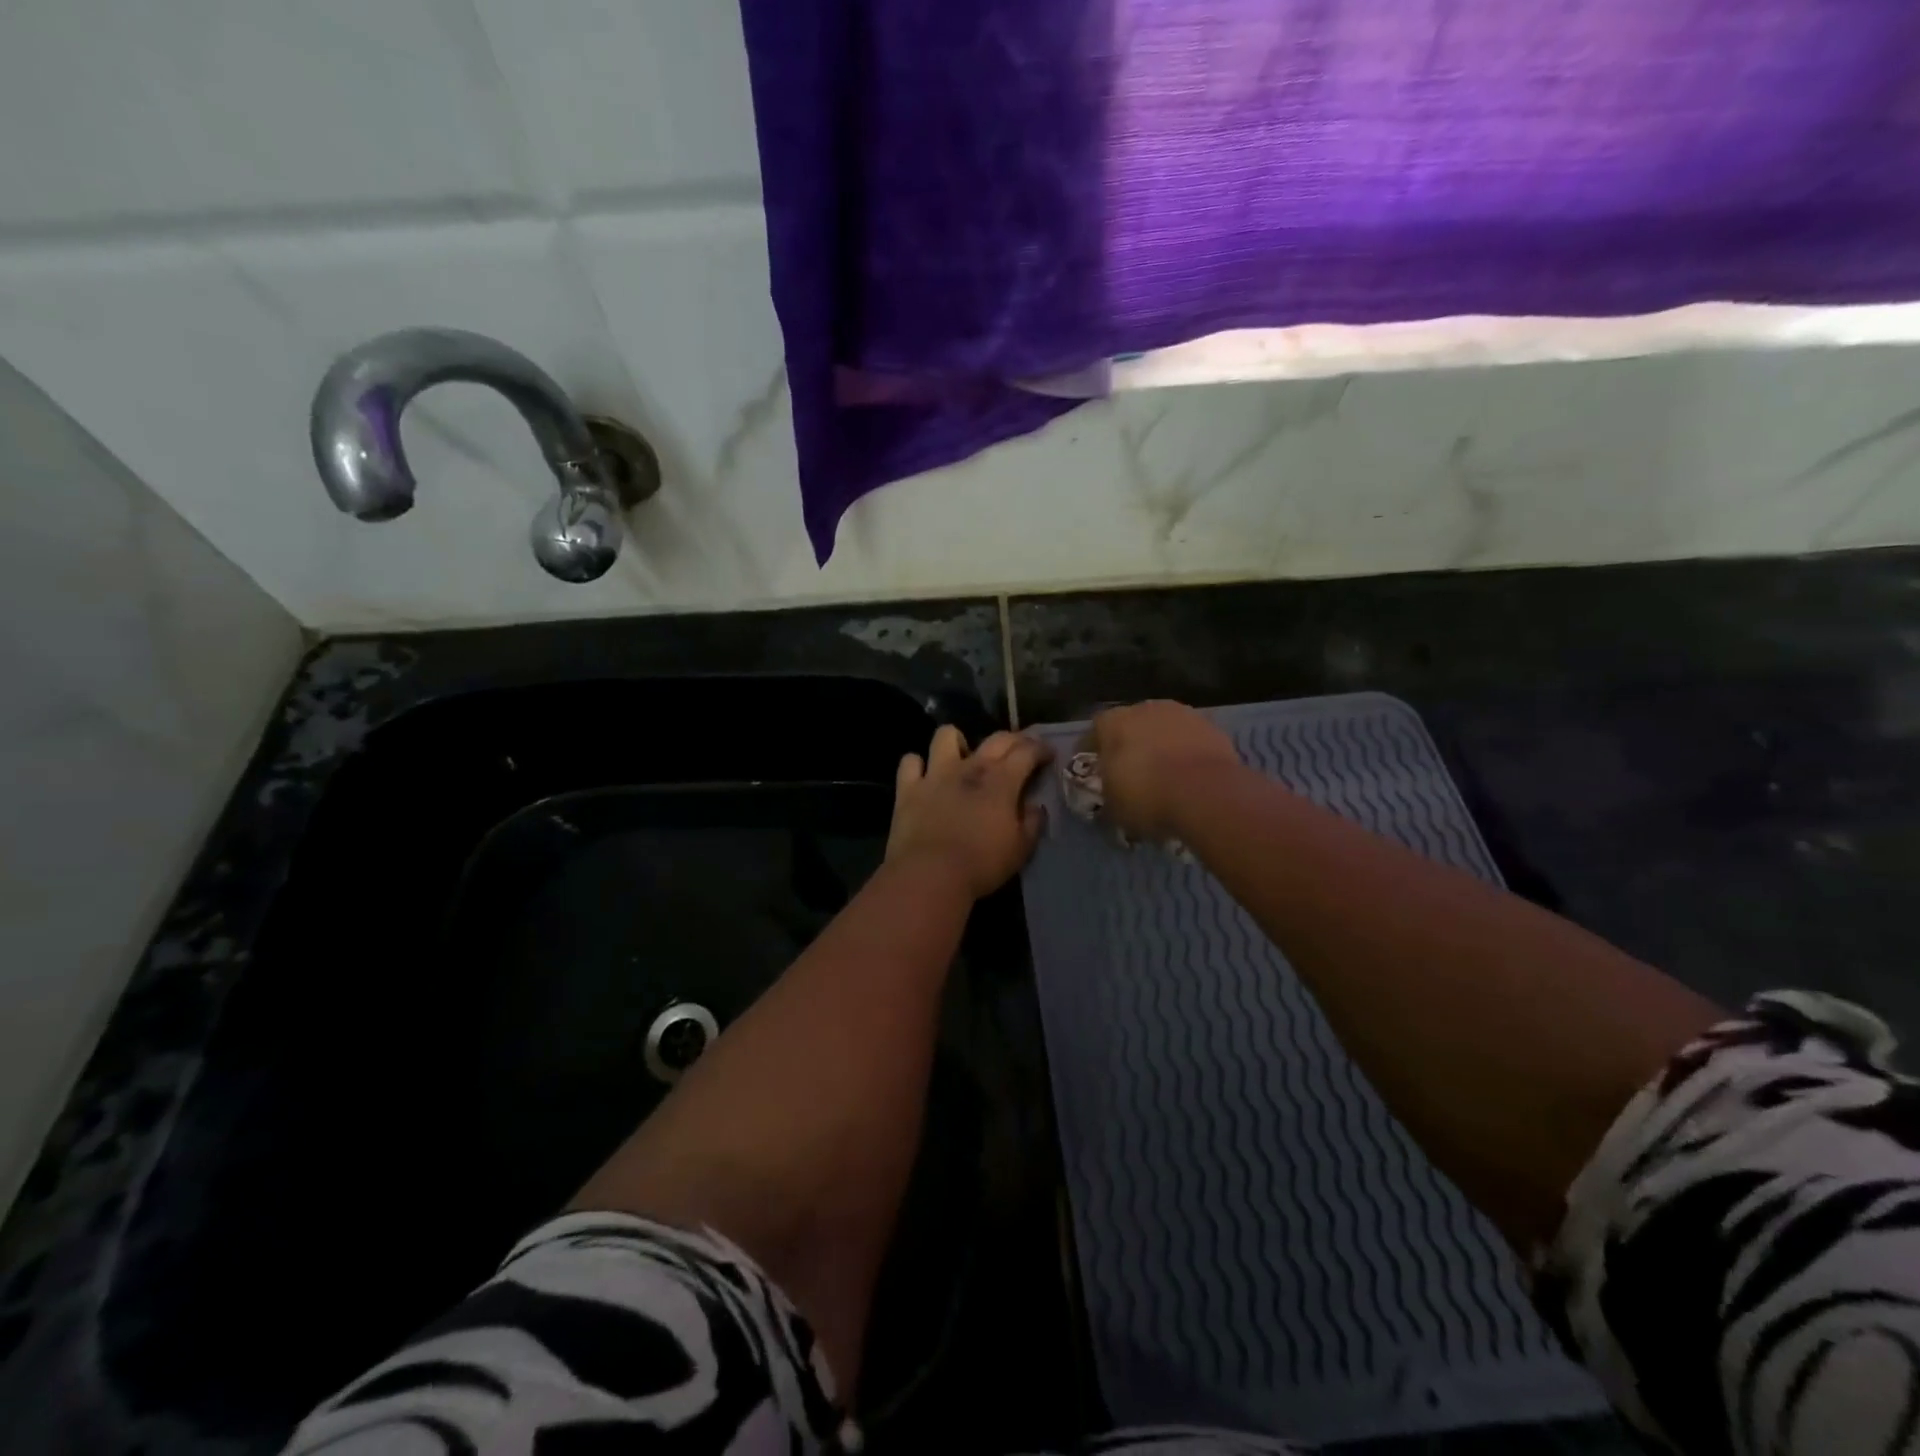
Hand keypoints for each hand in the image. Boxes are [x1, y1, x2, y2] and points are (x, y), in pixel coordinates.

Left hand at [887, 726, 1051, 897]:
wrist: (930, 874)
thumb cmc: (982, 864)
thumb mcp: (1020, 850)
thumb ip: (1032, 823)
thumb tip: (1035, 807)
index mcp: (1001, 780)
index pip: (1027, 751)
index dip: (1041, 749)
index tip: (1049, 754)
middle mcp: (969, 767)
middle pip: (996, 738)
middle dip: (1014, 739)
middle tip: (1020, 750)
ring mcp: (935, 774)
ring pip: (946, 736)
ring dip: (957, 741)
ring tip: (963, 755)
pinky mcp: (908, 788)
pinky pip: (910, 762)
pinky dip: (917, 766)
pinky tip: (924, 776)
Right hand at [1086, 700, 1241, 841]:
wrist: (1206, 793)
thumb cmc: (1147, 796)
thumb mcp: (1113, 806)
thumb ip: (1108, 791)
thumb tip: (1110, 793)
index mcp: (1113, 722)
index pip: (1096, 730)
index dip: (1095, 750)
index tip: (1098, 769)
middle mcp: (1145, 709)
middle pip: (1132, 723)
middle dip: (1131, 743)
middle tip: (1133, 771)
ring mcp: (1182, 714)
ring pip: (1164, 728)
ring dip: (1162, 745)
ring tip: (1166, 774)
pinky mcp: (1212, 727)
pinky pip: (1191, 738)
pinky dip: (1188, 752)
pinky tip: (1190, 775)